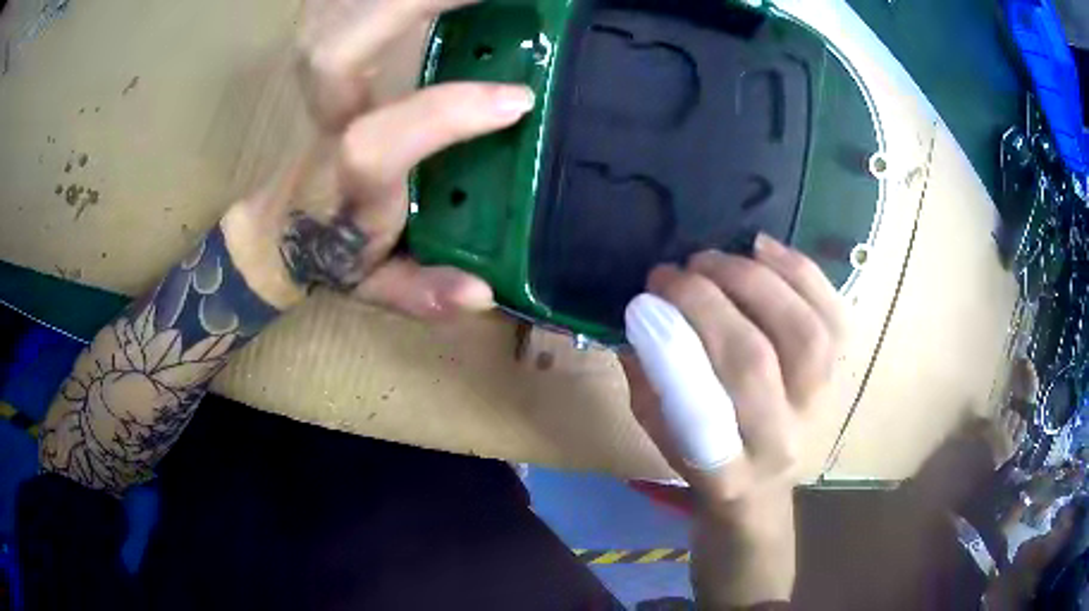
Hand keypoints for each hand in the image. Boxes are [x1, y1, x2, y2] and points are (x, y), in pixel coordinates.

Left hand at [227, 0, 534, 317]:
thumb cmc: (330, 255)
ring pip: (353, 29)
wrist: (280, 229)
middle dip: (418, 12)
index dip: (447, 116)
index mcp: (349, 179)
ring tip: (498, 1)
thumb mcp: (375, 287)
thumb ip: (421, 293)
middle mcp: (340, 124)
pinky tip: (465, 5)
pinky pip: (371, 29)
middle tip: (517, 4)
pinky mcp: (351, 75)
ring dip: (420, 4)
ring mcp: (341, 92)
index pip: (379, 141)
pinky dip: (417, 8)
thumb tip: (484, 293)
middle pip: (348, 50)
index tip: (519, 99)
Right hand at [624, 235, 844, 513]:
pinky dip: (800, 272)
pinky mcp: (844, 372)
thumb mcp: (663, 434)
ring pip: (804, 332)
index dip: (673, 345)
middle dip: (709, 301)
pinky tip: (763, 249)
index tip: (646, 299)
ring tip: (716, 258)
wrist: (767, 483)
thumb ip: (653, 379)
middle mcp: (783, 441)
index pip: (703, 410)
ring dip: (756, 281)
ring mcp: (824, 405)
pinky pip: (834, 314)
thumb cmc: (706, 459)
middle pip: (756, 360)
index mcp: (728, 472)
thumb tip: (646, 313)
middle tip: (677, 270)